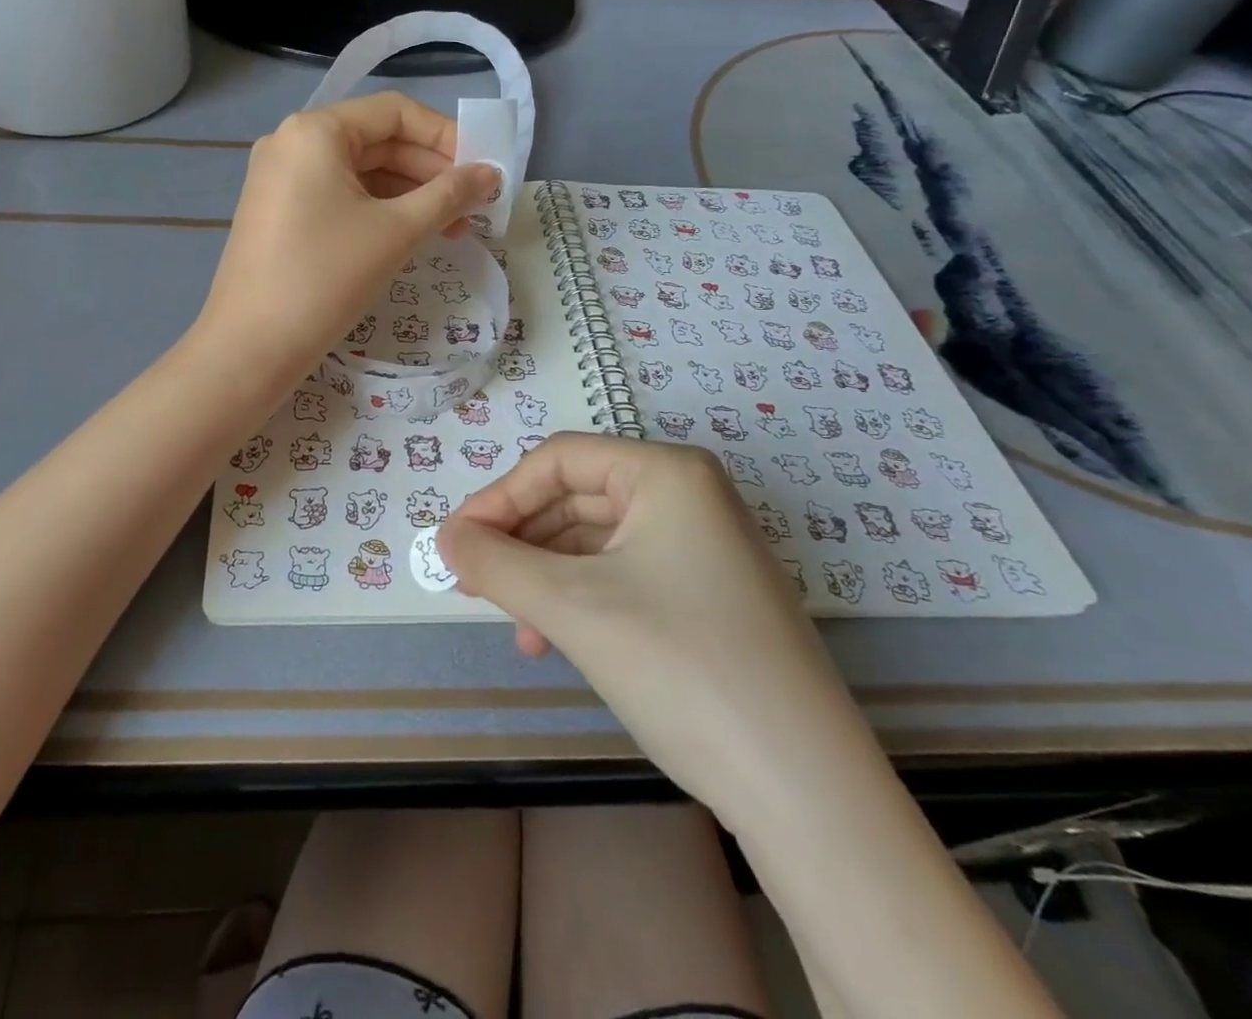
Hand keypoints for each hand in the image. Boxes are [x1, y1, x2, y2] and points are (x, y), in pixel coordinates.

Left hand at [197, 93, 497, 381]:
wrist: (251, 346)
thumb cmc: (326, 277)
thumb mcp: (396, 232)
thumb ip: (449, 195)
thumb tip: (491, 173)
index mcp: (316, 131)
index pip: (394, 112)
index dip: (445, 136)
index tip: (482, 168)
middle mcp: (292, 143)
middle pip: (377, 141)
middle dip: (431, 172)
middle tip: (476, 204)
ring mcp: (281, 179)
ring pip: (360, 173)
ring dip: (410, 196)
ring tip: (454, 228)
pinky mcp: (279, 212)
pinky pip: (339, 196)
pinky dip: (378, 211)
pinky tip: (411, 235)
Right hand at [437, 435, 867, 812]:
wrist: (806, 792)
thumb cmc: (682, 668)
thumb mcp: (573, 607)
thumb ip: (496, 564)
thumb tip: (445, 538)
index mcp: (667, 473)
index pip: (558, 460)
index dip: (498, 497)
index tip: (453, 544)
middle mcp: (690, 496)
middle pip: (576, 498)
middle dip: (520, 542)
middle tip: (474, 585)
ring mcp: (703, 547)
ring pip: (595, 542)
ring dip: (544, 577)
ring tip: (516, 626)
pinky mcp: (707, 595)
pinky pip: (622, 575)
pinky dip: (579, 600)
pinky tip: (555, 642)